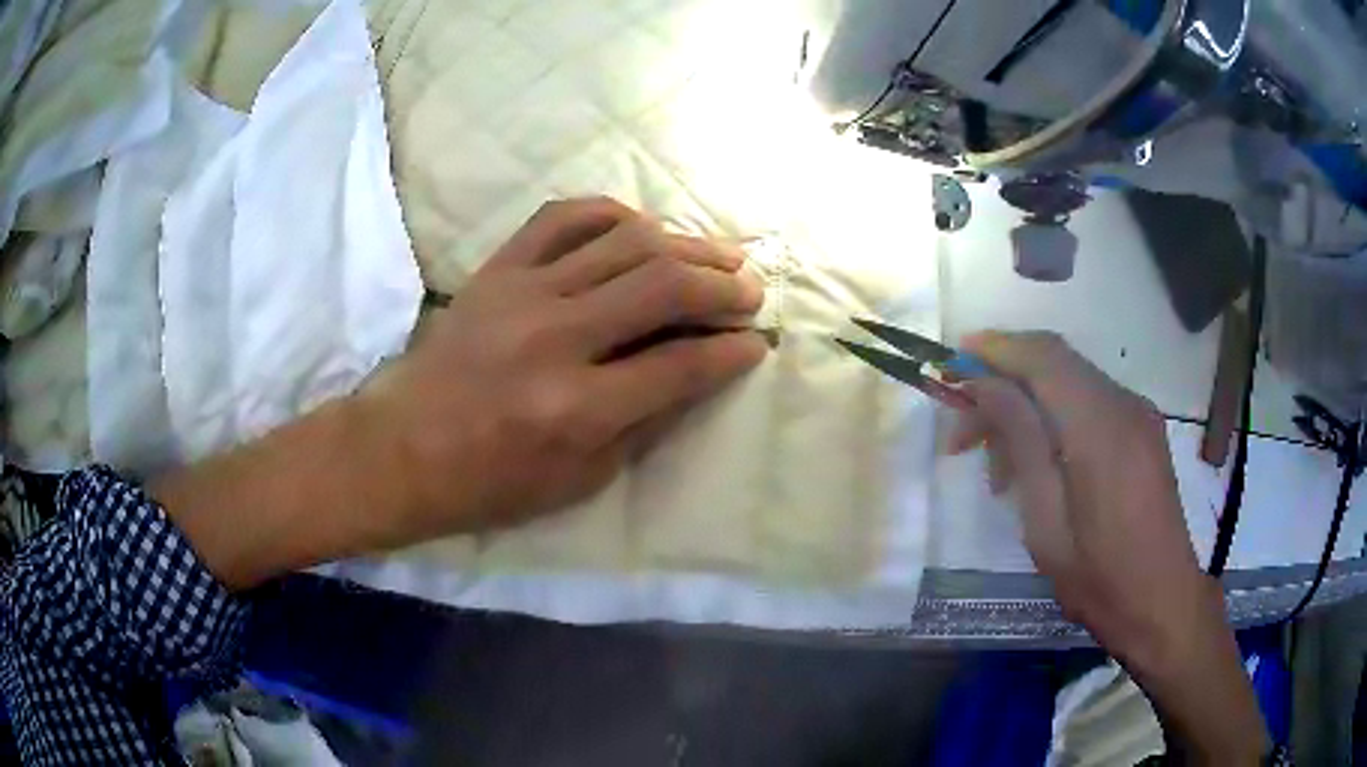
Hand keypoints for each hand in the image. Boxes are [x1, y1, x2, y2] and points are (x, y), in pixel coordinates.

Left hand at [155, 197, 767, 588]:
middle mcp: (556, 338)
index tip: (758, 342)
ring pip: (626, 241)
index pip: (681, 364)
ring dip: (685, 244)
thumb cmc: (489, 482)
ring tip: (717, 255)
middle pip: (665, 285)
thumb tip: (700, 373)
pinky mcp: (498, 268)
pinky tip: (641, 228)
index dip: (732, 350)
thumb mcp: (579, 482)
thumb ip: (646, 423)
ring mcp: (523, 292)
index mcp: (577, 408)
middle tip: (751, 291)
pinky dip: (613, 213)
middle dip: (725, 284)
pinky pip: (565, 217)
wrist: (401, 449)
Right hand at [952, 331, 1265, 762]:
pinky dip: (1054, 419)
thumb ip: (1021, 441)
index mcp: (1101, 426)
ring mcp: (1138, 414)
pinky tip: (1036, 466)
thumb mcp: (1046, 520)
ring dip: (1026, 407)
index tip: (950, 364)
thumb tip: (985, 385)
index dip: (995, 349)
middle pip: (1054, 364)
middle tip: (961, 433)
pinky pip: (1089, 404)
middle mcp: (1124, 403)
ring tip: (995, 467)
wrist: (1161, 603)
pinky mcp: (1142, 429)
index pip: (1043, 357)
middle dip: (1002, 383)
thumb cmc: (1098, 577)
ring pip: (1070, 383)